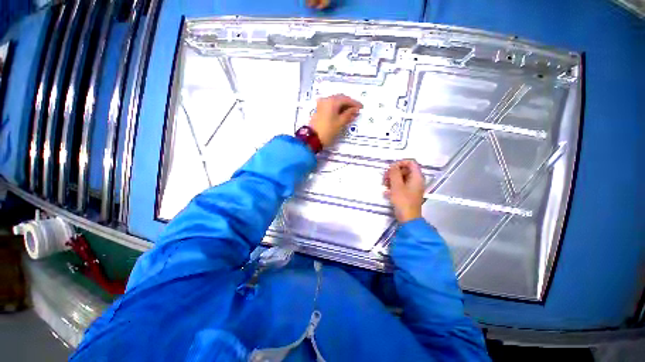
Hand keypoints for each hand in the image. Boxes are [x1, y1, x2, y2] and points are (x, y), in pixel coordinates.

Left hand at [309, 94, 362, 146]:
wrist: (312, 138)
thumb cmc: (328, 131)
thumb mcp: (340, 123)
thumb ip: (349, 114)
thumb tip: (355, 109)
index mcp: (332, 101)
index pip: (346, 99)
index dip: (354, 103)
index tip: (361, 108)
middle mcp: (326, 99)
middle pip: (340, 98)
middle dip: (348, 104)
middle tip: (356, 110)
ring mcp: (321, 104)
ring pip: (335, 102)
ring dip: (343, 106)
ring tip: (350, 113)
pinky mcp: (319, 110)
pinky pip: (330, 106)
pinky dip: (337, 109)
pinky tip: (341, 114)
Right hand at [383, 160, 425, 222]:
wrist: (408, 218)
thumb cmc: (403, 201)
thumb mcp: (397, 185)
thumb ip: (394, 173)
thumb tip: (393, 165)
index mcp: (417, 176)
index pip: (410, 162)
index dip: (400, 163)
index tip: (390, 168)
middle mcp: (416, 180)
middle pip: (405, 170)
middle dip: (394, 172)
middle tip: (385, 178)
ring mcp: (413, 187)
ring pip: (402, 178)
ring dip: (392, 179)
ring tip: (384, 185)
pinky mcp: (408, 194)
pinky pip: (401, 185)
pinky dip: (393, 186)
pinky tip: (386, 192)